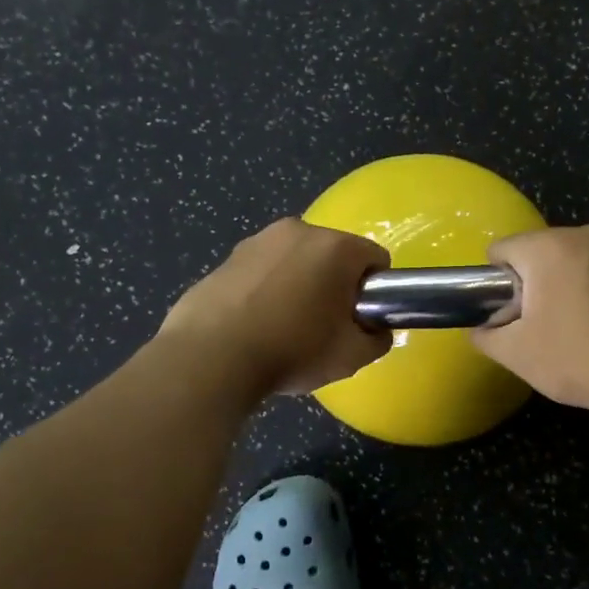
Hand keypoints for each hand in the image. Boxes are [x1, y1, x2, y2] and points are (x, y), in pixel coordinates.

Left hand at [159, 218, 390, 396]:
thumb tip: (374, 330)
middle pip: (333, 255)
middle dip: (335, 284)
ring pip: (294, 261)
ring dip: (299, 285)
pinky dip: (265, 290)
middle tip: (324, 326)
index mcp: (335, 247)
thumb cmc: (291, 350)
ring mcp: (256, 241)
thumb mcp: (351, 357)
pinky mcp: (225, 258)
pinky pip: (261, 272)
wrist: (211, 358)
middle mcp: (297, 231)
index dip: (374, 291)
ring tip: (283, 328)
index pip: (375, 259)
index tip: (359, 318)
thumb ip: (377, 339)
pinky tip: (253, 325)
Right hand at [472, 225, 588, 417]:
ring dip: (559, 284)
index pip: (501, 250)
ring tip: (571, 326)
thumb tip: (481, 329)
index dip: (496, 284)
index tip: (510, 316)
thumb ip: (485, 336)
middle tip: (539, 326)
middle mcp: (584, 234)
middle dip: (530, 283)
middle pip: (536, 251)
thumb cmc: (578, 360)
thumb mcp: (517, 354)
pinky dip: (588, 287)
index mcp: (549, 247)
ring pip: (567, 259)